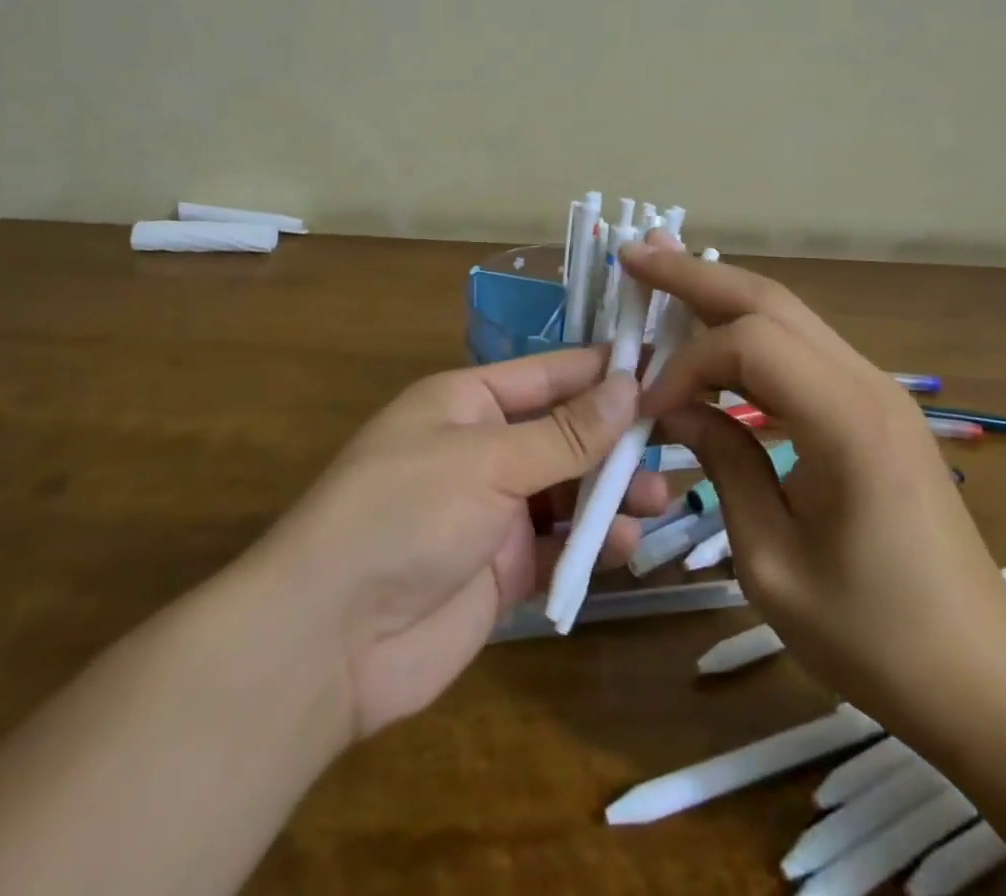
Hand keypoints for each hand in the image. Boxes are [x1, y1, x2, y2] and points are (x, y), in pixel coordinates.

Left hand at [254, 349, 670, 739]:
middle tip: (678, 440)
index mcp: (468, 401)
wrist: (328, 639)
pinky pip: (558, 545)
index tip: (665, 366)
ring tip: (662, 496)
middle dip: (616, 438)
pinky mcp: (500, 569)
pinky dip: (591, 543)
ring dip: (612, 492)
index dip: (603, 370)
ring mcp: (492, 510)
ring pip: (567, 490)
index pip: (549, 374)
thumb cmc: (405, 513)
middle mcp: (483, 448)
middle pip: (564, 433)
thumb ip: (565, 431)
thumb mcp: (489, 460)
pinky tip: (627, 544)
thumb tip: (630, 384)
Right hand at [623, 241, 1005, 736]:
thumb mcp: (772, 562)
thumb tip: (675, 407)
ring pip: (787, 316)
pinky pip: (801, 350)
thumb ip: (723, 465)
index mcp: (846, 422)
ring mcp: (877, 390)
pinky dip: (748, 335)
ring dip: (722, 294)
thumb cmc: (874, 636)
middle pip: (771, 301)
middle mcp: (867, 384)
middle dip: (696, 275)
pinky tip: (714, 336)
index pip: (749, 345)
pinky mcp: (874, 407)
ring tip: (663, 274)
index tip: (647, 408)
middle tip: (636, 254)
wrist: (982, 677)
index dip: (686, 364)